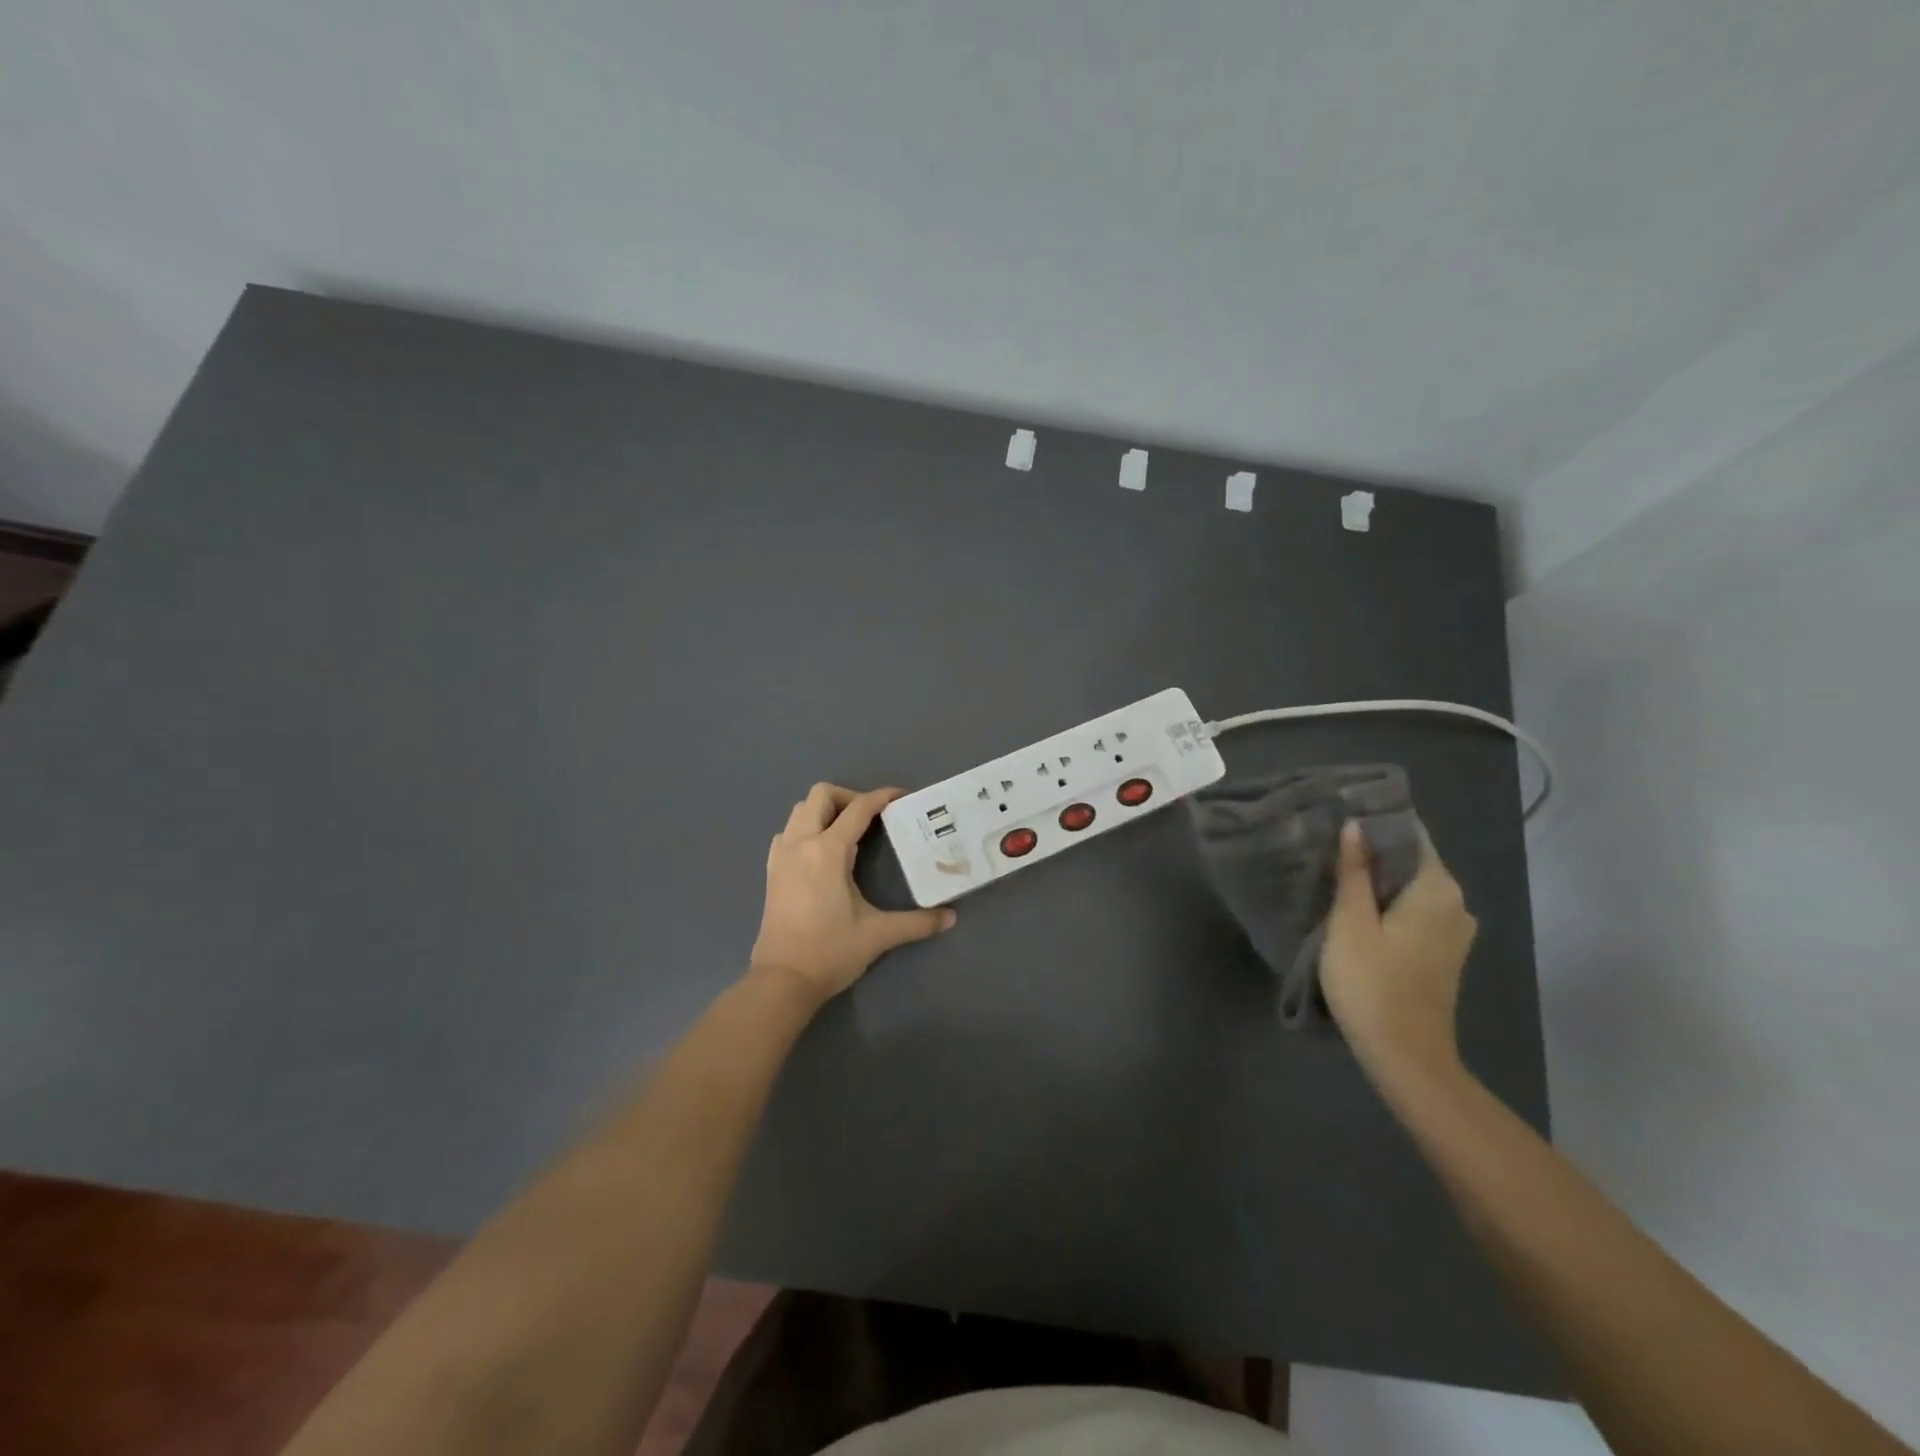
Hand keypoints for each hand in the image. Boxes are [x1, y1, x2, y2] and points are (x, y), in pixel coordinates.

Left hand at [749, 783, 956, 1005]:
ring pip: (800, 810)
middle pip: (821, 795)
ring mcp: (781, 855)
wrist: (781, 981)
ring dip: (825, 811)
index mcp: (828, 851)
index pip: (858, 808)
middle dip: (849, 797)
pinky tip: (822, 853)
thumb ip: (917, 923)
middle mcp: (801, 843)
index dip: (882, 797)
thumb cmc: (830, 952)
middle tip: (872, 818)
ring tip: (848, 832)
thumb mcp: (878, 935)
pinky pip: (788, 832)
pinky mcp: (771, 871)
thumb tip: (951, 918)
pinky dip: (806, 829)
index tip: (902, 796)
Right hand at [1319, 821, 1476, 1079]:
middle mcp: (1455, 903)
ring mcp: (1454, 930)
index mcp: (1436, 889)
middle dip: (1373, 848)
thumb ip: (1353, 871)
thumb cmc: (1372, 983)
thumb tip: (1356, 825)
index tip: (1340, 812)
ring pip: (1411, 886)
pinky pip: (1414, 909)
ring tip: (1334, 869)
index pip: (1410, 833)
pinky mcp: (1444, 951)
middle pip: (1412, 859)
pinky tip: (1356, 905)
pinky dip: (1388, 901)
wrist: (1406, 1056)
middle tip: (1327, 840)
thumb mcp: (1350, 922)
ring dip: (1378, 877)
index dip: (1376, 820)